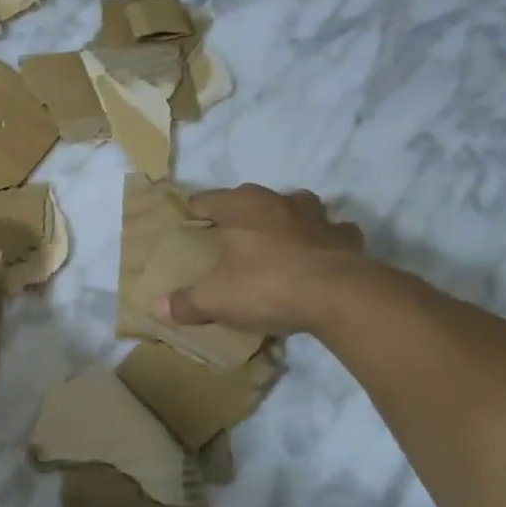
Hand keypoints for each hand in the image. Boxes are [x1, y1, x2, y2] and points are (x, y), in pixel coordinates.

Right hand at [158, 184, 367, 338]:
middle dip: (242, 216)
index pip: (206, 199)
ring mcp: (317, 216)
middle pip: (252, 200)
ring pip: (297, 208)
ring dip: (287, 222)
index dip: (194, 213)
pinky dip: (324, 242)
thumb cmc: (265, 285)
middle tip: (230, 240)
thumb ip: (185, 302)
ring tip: (277, 245)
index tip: (188, 228)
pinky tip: (318, 260)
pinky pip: (332, 234)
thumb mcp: (214, 299)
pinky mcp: (347, 238)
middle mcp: (278, 200)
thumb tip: (159, 307)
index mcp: (241, 206)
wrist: (338, 296)